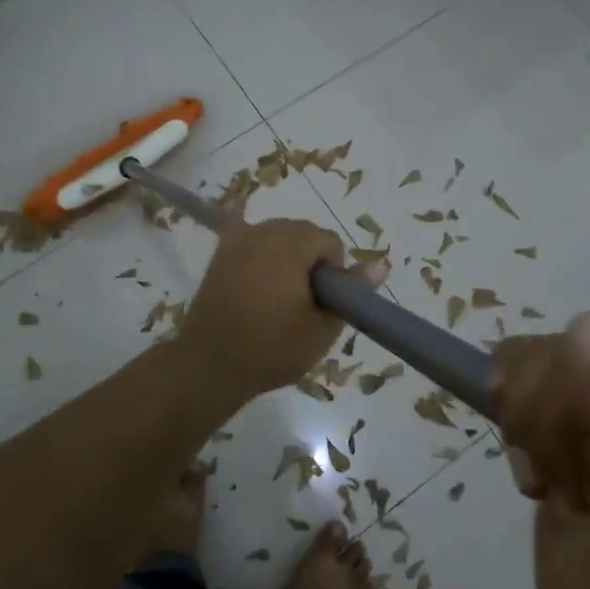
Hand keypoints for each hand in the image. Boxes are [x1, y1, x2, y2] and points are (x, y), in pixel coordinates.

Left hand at [176, 214, 384, 401]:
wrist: (209, 365)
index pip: (329, 242)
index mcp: (291, 245)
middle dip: (311, 260)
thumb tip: (380, 267)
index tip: (324, 302)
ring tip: (280, 294)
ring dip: (286, 254)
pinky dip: (248, 231)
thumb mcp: (321, 328)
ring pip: (277, 234)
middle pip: (303, 233)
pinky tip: (244, 223)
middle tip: (304, 302)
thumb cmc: (271, 349)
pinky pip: (241, 230)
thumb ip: (351, 293)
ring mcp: (238, 240)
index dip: (334, 272)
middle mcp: (264, 231)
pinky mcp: (220, 254)